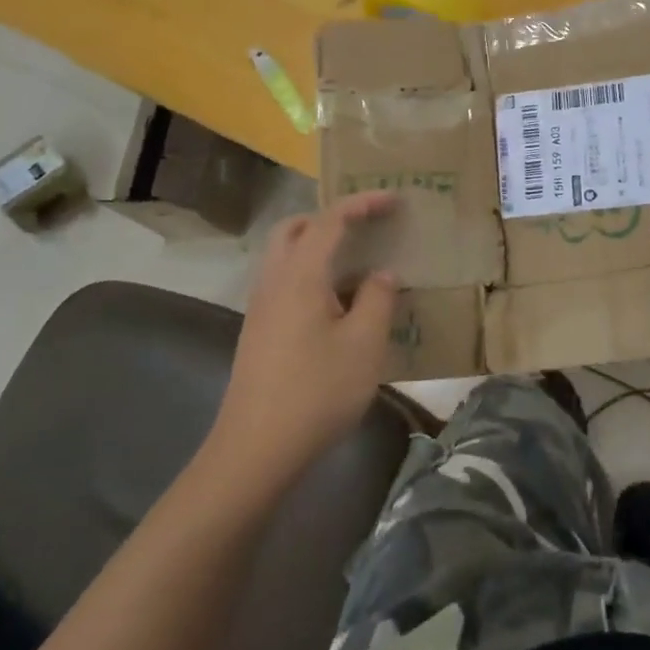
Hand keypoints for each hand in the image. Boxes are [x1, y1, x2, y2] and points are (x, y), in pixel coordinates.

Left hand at [212, 192, 399, 486]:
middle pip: (295, 228)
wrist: (255, 450)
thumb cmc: (317, 391)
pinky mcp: (258, 331)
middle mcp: (274, 281)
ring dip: (318, 246)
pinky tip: (337, 304)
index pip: (330, 220)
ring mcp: (261, 307)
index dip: (363, 203)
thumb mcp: (364, 345)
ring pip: (285, 256)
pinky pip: (285, 282)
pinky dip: (311, 274)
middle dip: (331, 218)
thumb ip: (378, 299)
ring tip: (357, 264)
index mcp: (301, 275)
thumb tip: (381, 274)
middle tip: (366, 228)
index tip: (394, 200)